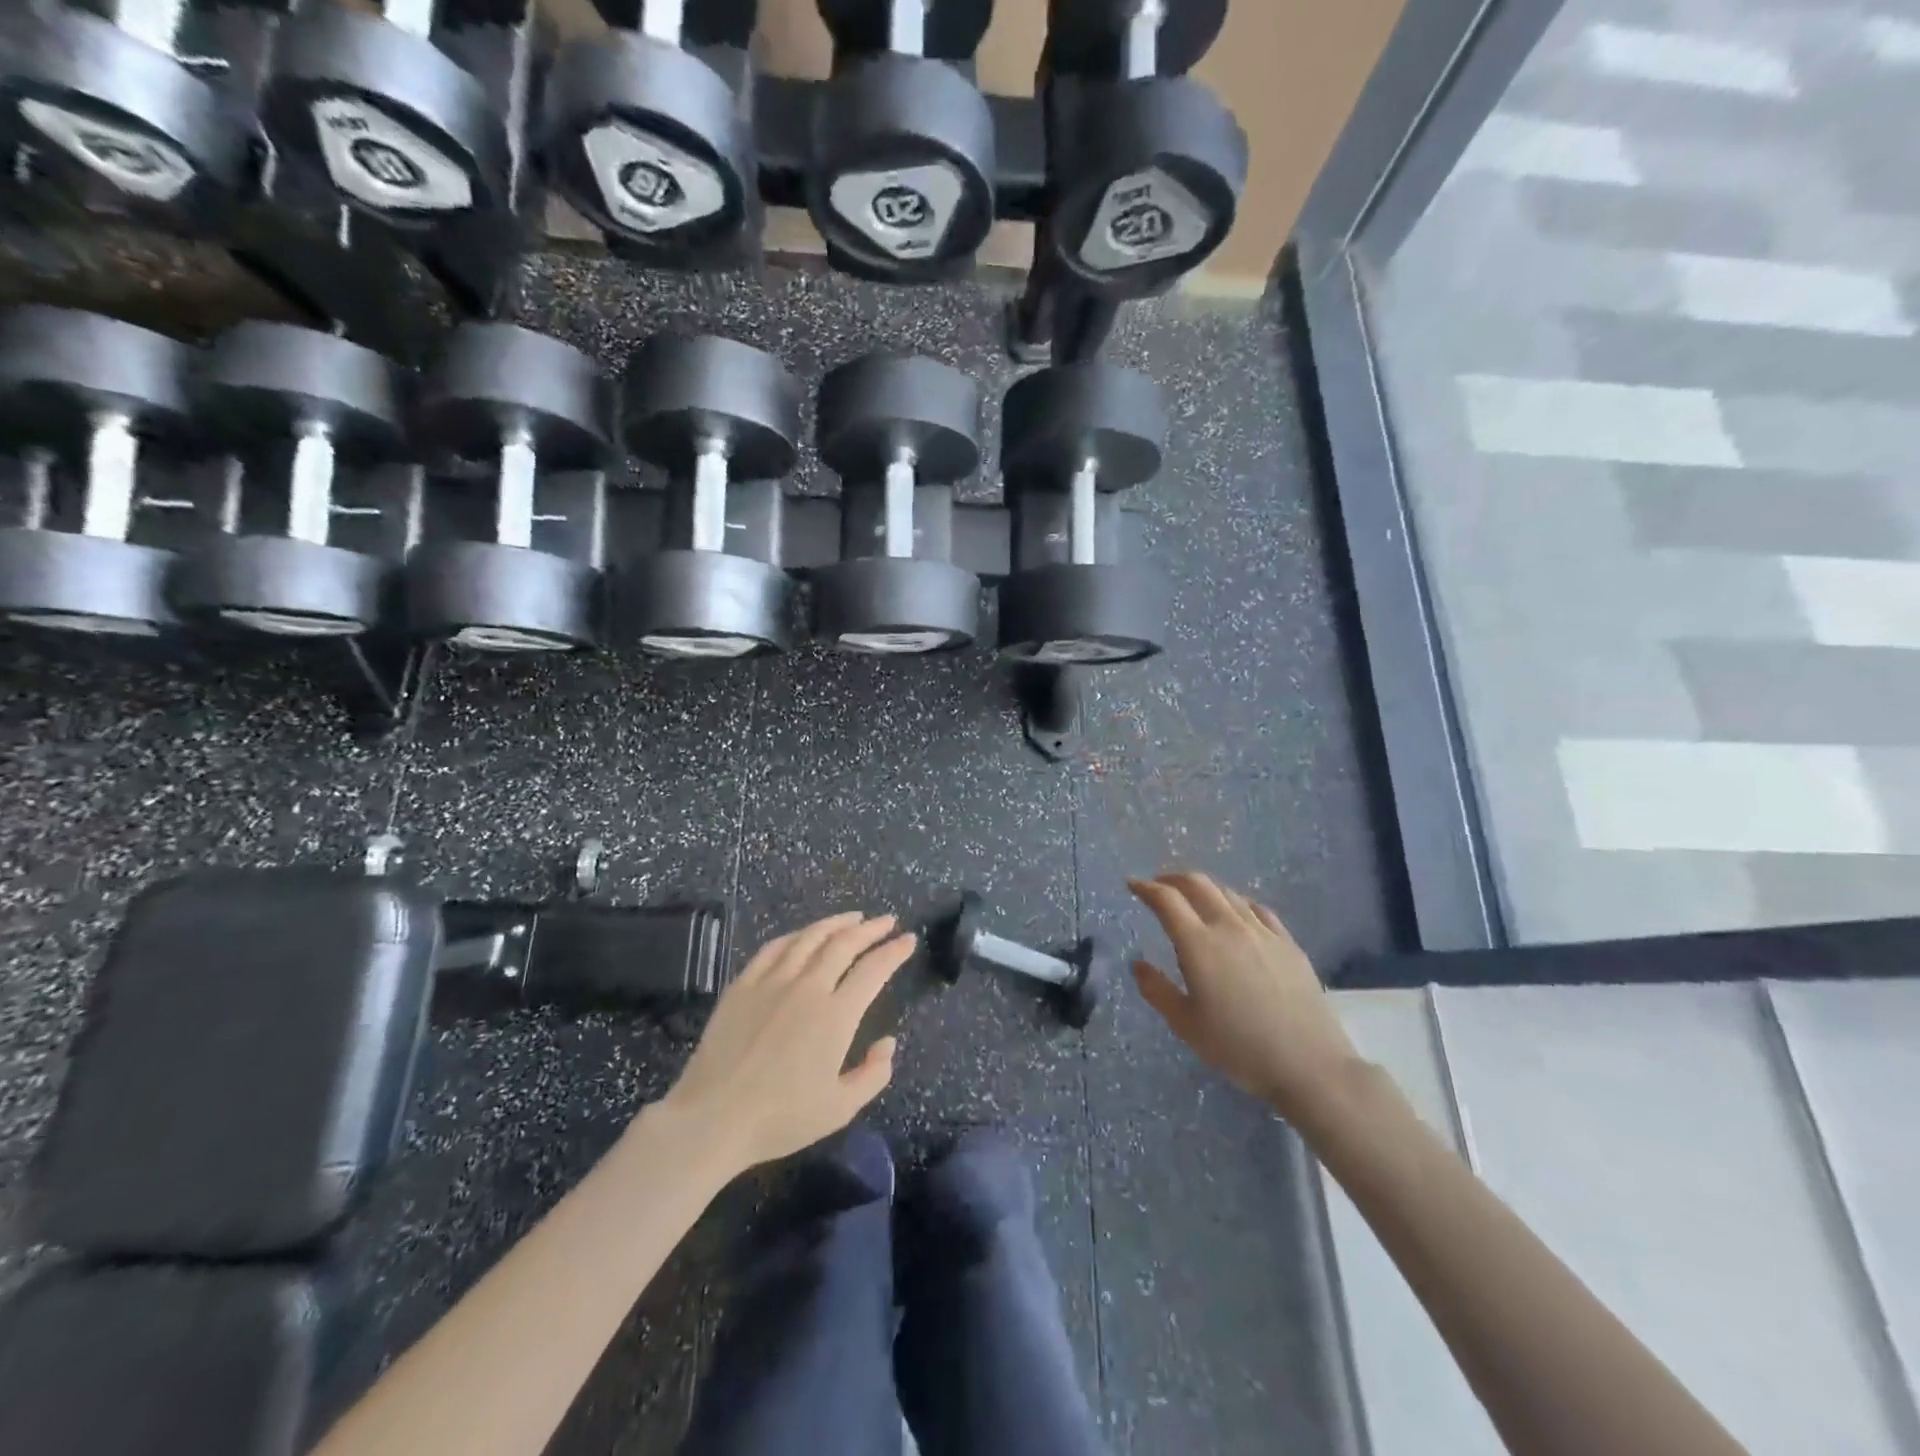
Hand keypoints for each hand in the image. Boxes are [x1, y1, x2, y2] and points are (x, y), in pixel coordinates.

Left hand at [655, 913, 913, 1174]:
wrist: (711, 1119)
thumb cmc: (780, 1118)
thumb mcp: (840, 1109)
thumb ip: (873, 1074)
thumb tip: (888, 1042)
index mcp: (835, 1015)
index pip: (874, 970)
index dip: (895, 951)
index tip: (909, 939)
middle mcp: (807, 987)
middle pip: (844, 944)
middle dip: (871, 928)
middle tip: (887, 921)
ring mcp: (772, 981)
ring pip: (809, 938)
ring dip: (836, 923)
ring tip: (852, 917)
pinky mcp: (743, 985)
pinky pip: (774, 948)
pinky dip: (796, 935)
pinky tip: (803, 935)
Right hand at [1129, 873, 1360, 1121]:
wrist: (1309, 1065)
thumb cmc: (1239, 1048)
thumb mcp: (1186, 1025)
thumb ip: (1157, 990)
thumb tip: (1139, 964)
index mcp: (1198, 944)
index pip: (1166, 900)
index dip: (1145, 887)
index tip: (1132, 884)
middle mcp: (1229, 927)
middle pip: (1197, 884)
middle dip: (1172, 878)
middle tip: (1158, 886)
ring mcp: (1263, 932)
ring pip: (1228, 893)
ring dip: (1204, 889)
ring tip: (1193, 900)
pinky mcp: (1288, 943)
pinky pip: (1257, 909)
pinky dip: (1236, 902)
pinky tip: (1236, 914)